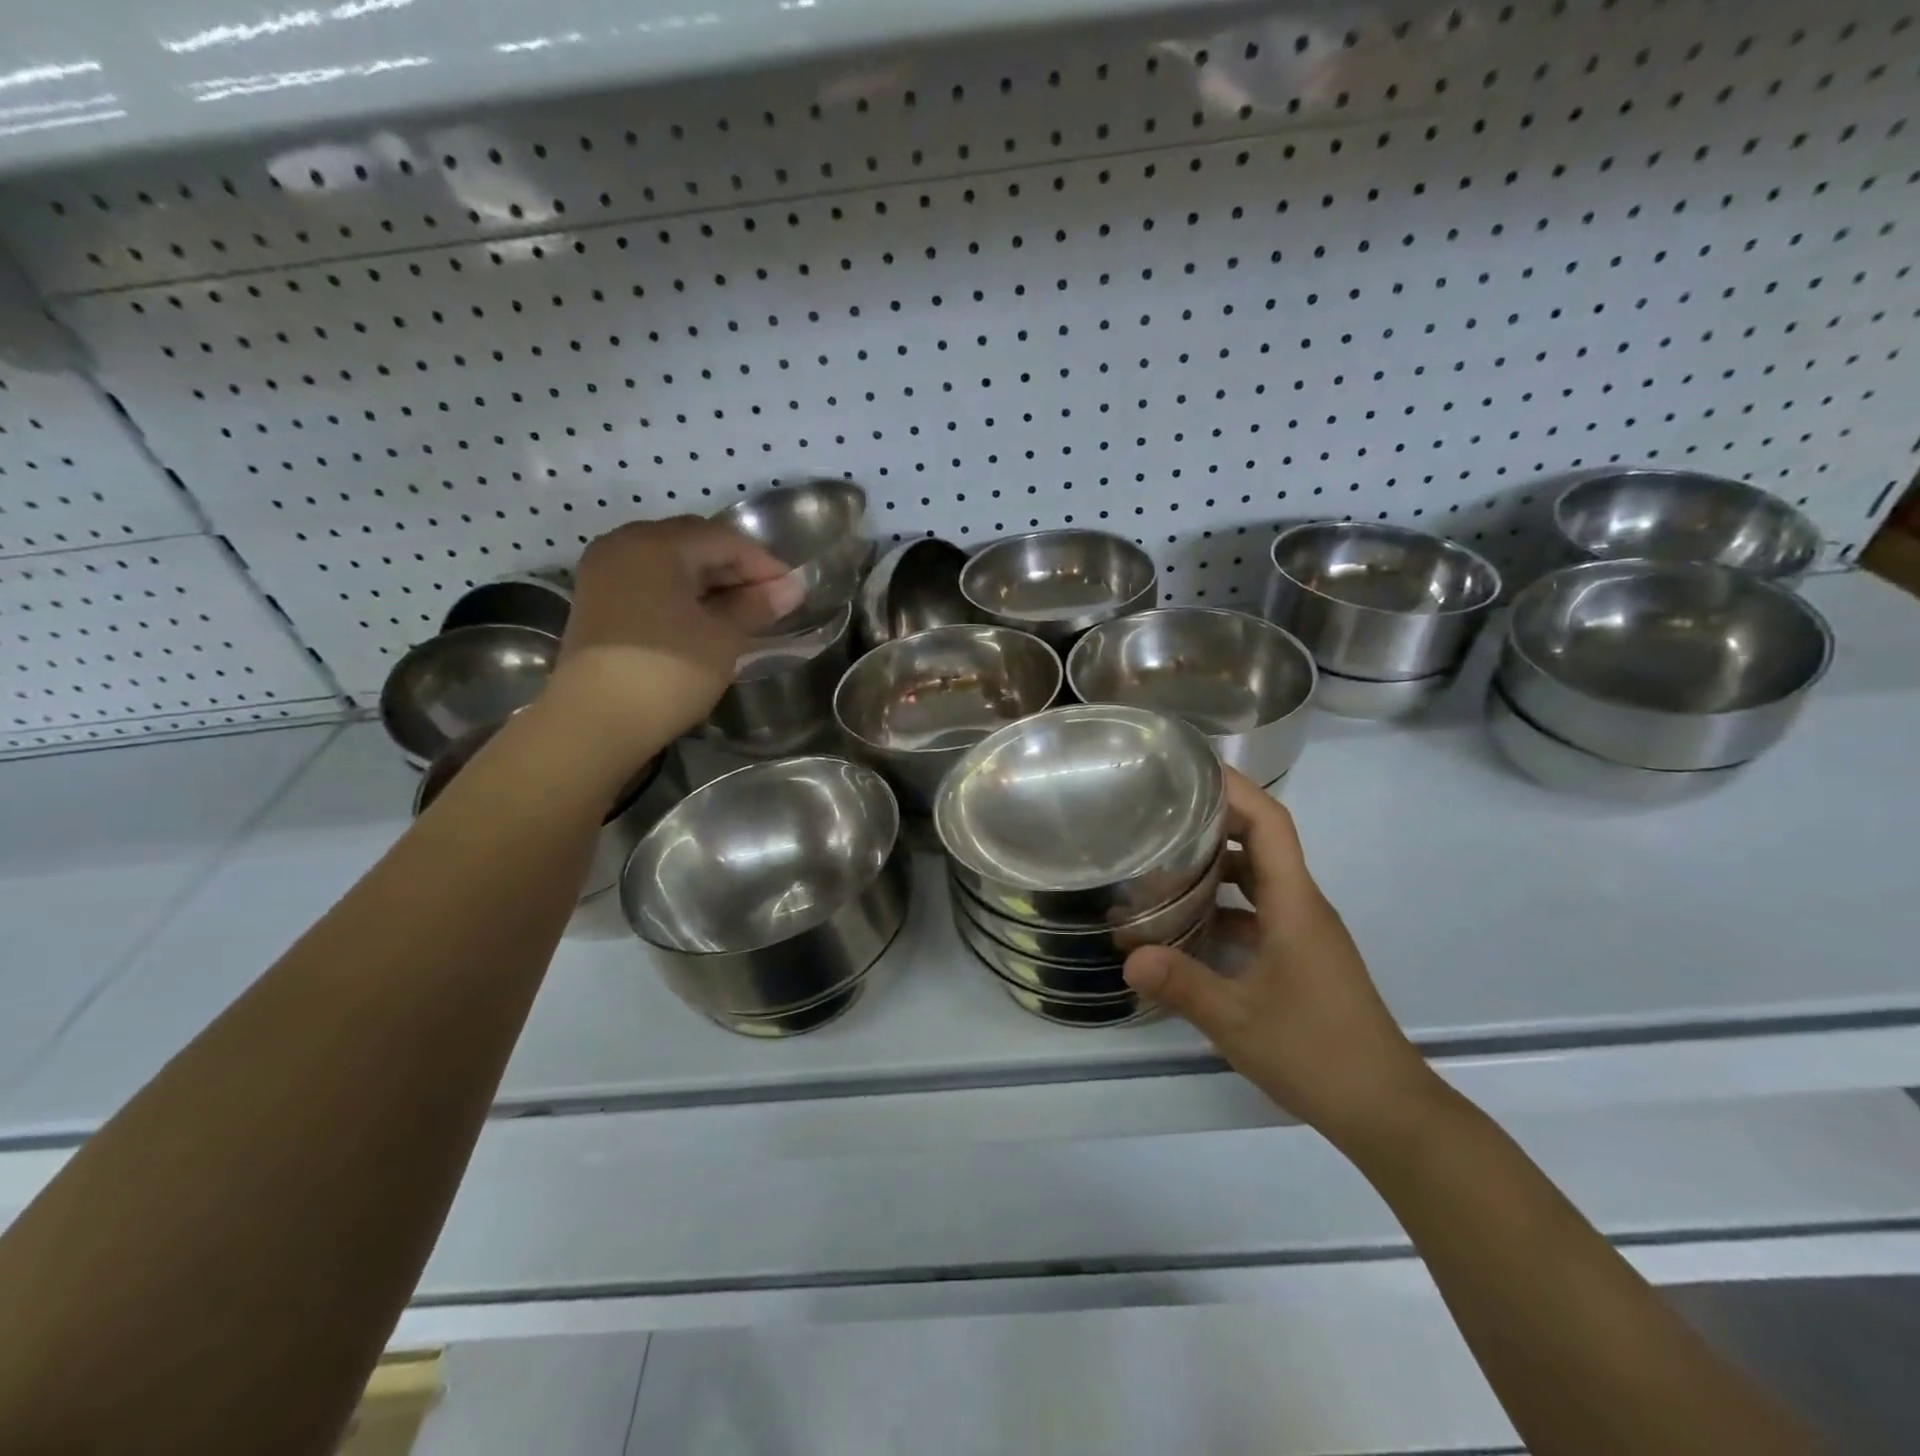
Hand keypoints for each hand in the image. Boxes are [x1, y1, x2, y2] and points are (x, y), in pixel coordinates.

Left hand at [545, 517, 802, 745]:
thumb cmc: (668, 671)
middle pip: (693, 543)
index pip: (724, 539)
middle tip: (768, 600)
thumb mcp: (723, 637)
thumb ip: (757, 606)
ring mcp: (605, 572)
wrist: (595, 721)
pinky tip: (704, 619)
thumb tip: (792, 588)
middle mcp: (625, 544)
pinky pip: (650, 582)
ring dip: (709, 582)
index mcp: (657, 544)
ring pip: (670, 563)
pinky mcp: (598, 601)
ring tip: (741, 612)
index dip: (763, 563)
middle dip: (735, 568)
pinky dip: (682, 593)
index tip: (793, 590)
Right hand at [1123, 769, 1437, 1144]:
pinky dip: (1226, 905)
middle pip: (1262, 842)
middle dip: (1214, 820)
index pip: (1270, 823)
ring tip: (1162, 861)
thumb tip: (1127, 956)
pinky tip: (1187, 924)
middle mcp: (1303, 906)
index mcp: (1295, 903)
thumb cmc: (1317, 1053)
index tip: (1190, 770)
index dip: (1235, 787)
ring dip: (1218, 864)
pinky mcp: (1303, 957)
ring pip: (1260, 879)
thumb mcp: (1237, 1020)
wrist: (1389, 1110)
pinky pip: (1261, 911)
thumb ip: (1181, 984)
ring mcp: (1306, 933)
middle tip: (1158, 812)